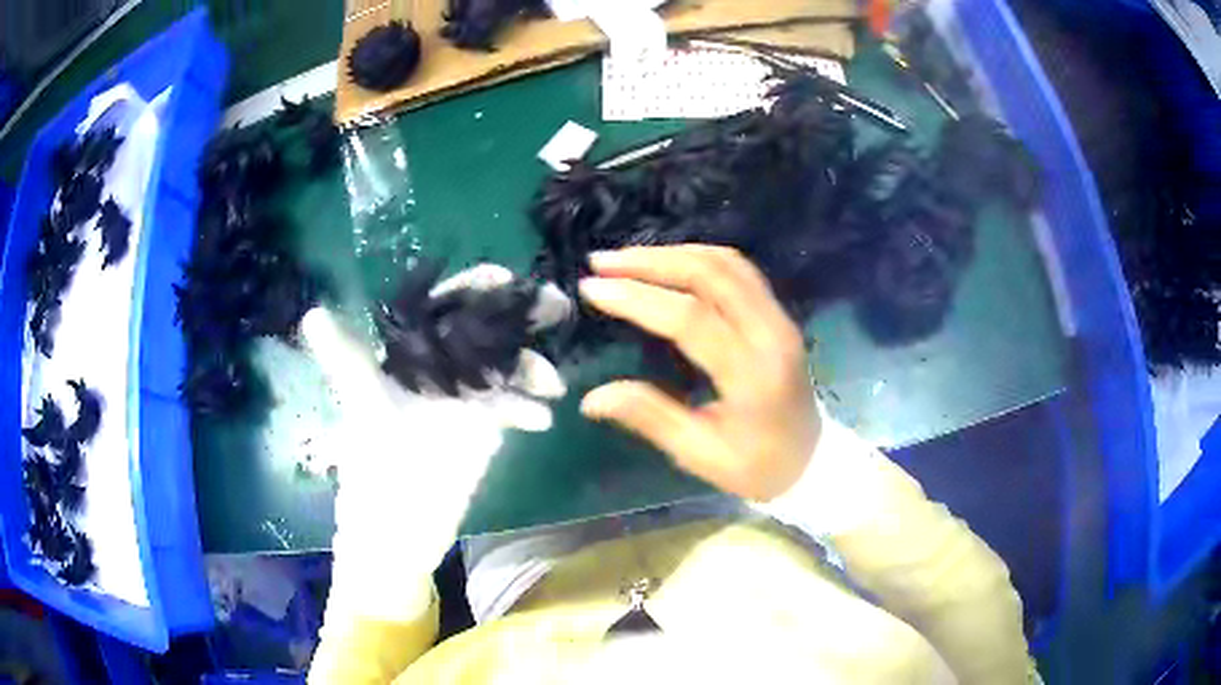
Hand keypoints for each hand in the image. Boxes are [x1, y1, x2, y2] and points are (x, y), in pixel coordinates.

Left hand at [301, 264, 570, 619]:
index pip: (442, 307)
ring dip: (533, 367)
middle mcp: (439, 367)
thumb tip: (311, 314)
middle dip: (520, 316)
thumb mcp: (360, 404)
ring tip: (552, 383)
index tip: (505, 278)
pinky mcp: (485, 427)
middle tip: (557, 306)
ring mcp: (465, 396)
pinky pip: (514, 408)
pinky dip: (529, 410)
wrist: (395, 526)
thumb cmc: (370, 464)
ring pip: (506, 366)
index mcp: (409, 353)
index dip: (473, 288)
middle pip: (484, 329)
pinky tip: (540, 421)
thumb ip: (344, 358)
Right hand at [578, 245, 819, 501]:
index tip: (592, 289)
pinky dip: (698, 259)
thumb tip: (592, 398)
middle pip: (711, 275)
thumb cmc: (756, 467)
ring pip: (726, 263)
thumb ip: (650, 418)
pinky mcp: (778, 314)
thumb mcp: (700, 454)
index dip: (639, 298)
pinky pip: (738, 270)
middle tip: (602, 262)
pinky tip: (668, 264)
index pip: (691, 319)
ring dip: (673, 254)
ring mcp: (780, 318)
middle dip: (651, 261)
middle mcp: (771, 333)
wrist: (812, 461)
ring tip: (626, 259)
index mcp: (752, 374)